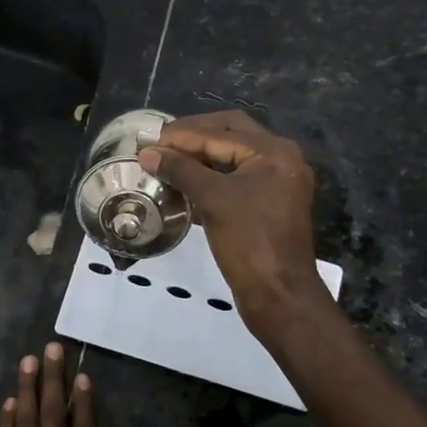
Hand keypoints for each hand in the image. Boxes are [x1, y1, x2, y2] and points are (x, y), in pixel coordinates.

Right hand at [137, 111, 327, 326]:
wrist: (279, 294)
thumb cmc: (248, 241)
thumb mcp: (212, 200)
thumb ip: (180, 170)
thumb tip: (147, 153)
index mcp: (273, 151)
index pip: (219, 132)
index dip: (180, 136)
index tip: (146, 142)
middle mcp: (280, 159)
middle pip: (229, 134)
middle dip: (193, 137)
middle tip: (159, 145)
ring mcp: (276, 182)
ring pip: (232, 156)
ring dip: (200, 157)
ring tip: (166, 162)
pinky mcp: (268, 204)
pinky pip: (235, 179)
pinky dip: (210, 177)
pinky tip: (183, 185)